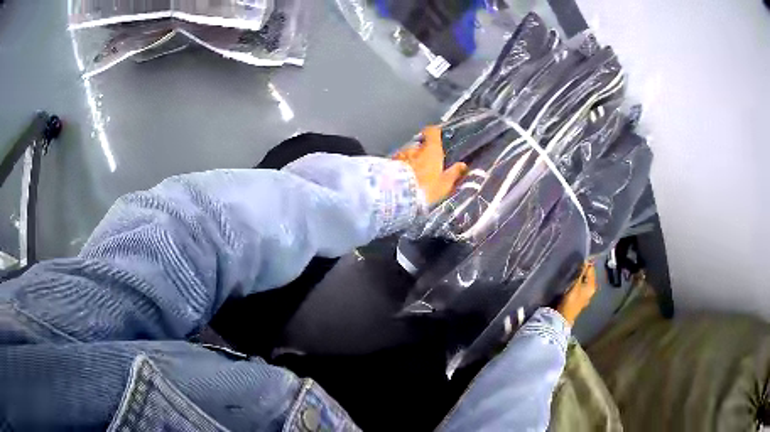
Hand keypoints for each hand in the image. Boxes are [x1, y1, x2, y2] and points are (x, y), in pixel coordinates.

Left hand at [393, 126, 467, 204]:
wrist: (397, 196)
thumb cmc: (425, 189)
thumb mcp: (444, 184)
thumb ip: (453, 173)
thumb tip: (462, 166)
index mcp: (431, 149)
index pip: (432, 132)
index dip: (434, 132)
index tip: (437, 135)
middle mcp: (414, 148)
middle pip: (419, 146)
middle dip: (422, 153)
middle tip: (426, 166)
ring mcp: (399, 155)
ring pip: (407, 154)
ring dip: (409, 161)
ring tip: (412, 176)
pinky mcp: (388, 164)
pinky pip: (396, 163)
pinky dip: (399, 168)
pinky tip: (401, 180)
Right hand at [557, 262, 597, 325]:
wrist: (562, 317)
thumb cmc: (570, 301)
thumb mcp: (575, 285)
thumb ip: (580, 273)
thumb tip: (585, 261)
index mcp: (592, 286)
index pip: (591, 269)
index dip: (586, 263)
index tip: (579, 257)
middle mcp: (591, 290)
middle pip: (588, 275)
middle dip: (583, 269)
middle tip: (574, 263)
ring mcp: (585, 295)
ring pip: (584, 280)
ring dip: (579, 276)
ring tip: (572, 270)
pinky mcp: (579, 298)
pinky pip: (580, 286)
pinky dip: (577, 282)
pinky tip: (571, 280)